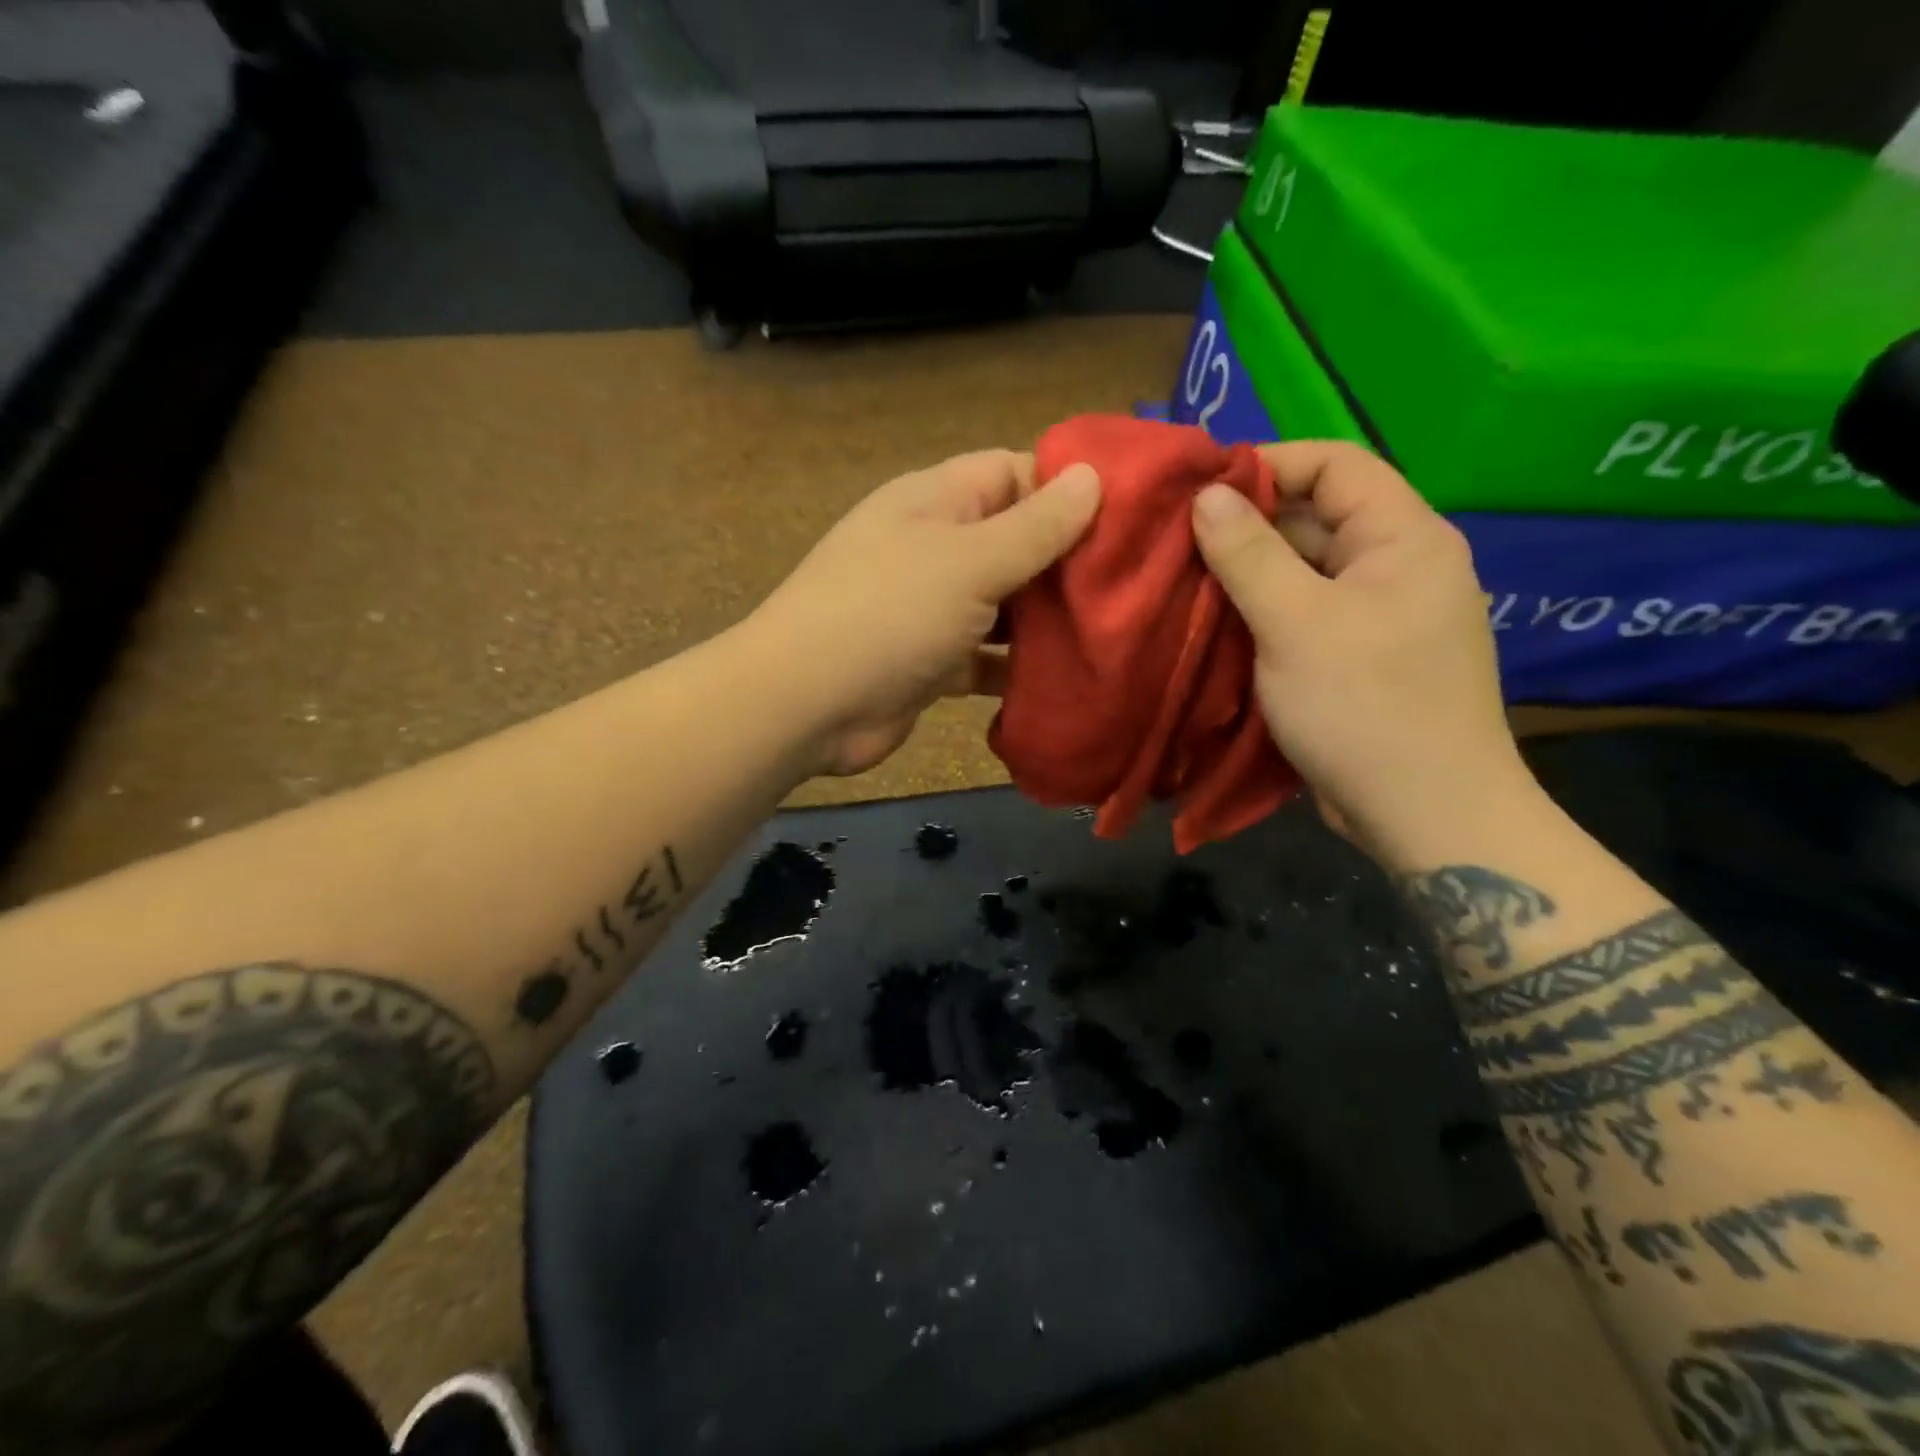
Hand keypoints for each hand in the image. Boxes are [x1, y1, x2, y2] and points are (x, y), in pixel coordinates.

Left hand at [746, 450, 1100, 776]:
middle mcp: (934, 547)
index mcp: (937, 501)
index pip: (1014, 472)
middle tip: (1138, 582)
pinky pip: (986, 656)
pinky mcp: (931, 662)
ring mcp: (930, 608)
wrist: (806, 705)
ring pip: (1005, 604)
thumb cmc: (888, 614)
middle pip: (1015, 541)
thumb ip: (1034, 526)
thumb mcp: (970, 562)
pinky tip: (1068, 677)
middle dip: (1068, 561)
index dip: (1069, 487)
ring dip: (1049, 619)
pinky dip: (1018, 666)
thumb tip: (1091, 476)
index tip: (1132, 513)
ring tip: (1117, 630)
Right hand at [1191, 441, 1535, 861]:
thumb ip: (1249, 553)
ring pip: (1305, 570)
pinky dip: (1262, 613)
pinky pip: (1306, 614)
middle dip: (1247, 525)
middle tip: (1176, 543)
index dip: (1267, 465)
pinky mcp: (1360, 655)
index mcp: (1403, 537)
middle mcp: (1398, 564)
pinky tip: (1216, 625)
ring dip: (1248, 574)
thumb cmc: (1364, 707)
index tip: (1199, 490)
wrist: (1426, 813)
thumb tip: (1206, 494)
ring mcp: (1380, 613)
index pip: (1335, 464)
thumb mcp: (1296, 623)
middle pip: (1316, 517)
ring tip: (1184, 583)